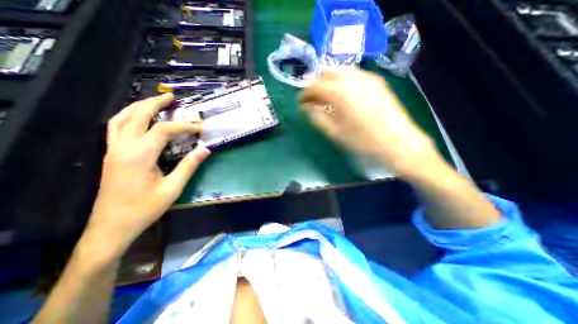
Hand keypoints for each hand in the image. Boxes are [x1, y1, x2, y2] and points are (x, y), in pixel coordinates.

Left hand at [85, 95, 211, 251]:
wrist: (112, 226)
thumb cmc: (145, 208)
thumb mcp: (173, 188)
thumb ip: (189, 166)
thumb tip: (205, 149)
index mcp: (140, 155)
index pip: (164, 130)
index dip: (185, 126)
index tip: (201, 128)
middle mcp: (123, 147)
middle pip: (136, 115)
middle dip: (154, 104)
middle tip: (170, 97)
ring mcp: (113, 150)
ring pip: (121, 119)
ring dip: (138, 107)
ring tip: (154, 102)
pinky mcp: (111, 155)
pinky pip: (116, 128)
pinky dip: (128, 117)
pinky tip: (140, 119)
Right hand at [300, 67, 443, 179]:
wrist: (397, 141)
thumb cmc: (363, 140)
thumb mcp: (335, 133)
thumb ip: (317, 117)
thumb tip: (306, 108)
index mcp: (339, 92)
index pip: (314, 86)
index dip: (304, 94)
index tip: (301, 103)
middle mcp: (352, 78)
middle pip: (326, 72)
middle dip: (316, 83)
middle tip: (313, 98)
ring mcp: (367, 77)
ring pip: (340, 70)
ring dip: (329, 80)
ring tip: (327, 96)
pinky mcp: (376, 81)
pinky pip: (354, 74)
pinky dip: (342, 80)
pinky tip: (344, 94)